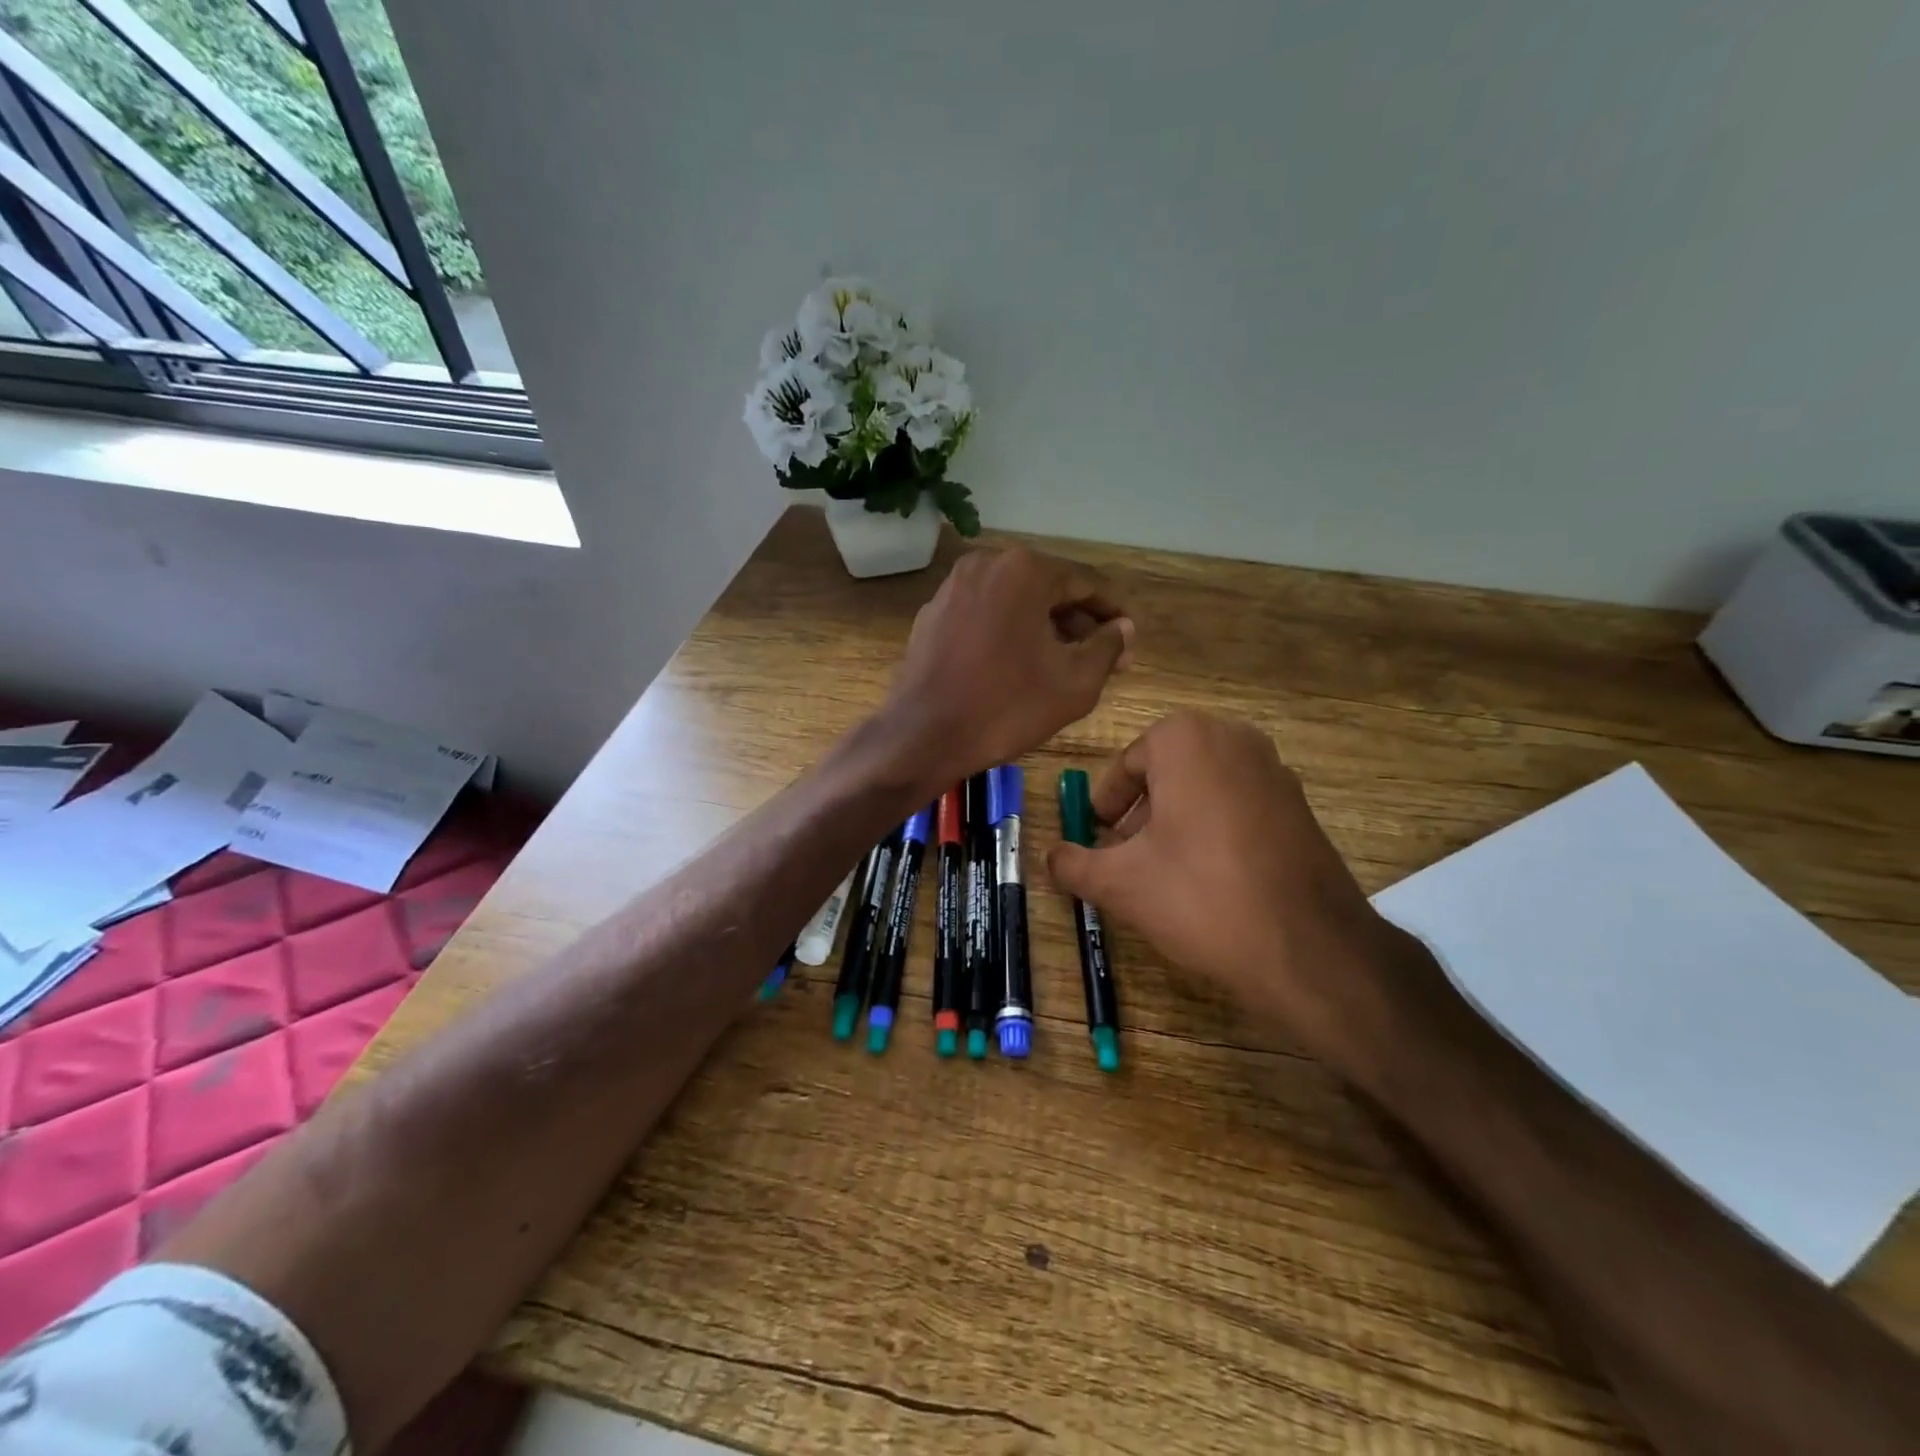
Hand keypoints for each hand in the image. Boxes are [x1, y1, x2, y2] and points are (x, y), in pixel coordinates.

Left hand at [875, 546, 1133, 790]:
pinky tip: (1019, 665)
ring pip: (1015, 601)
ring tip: (1065, 664)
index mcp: (1025, 570)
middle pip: (1048, 589)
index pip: (1086, 583)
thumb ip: (1108, 648)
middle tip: (1103, 659)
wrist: (923, 736)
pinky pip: (985, 614)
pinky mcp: (932, 613)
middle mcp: (986, 564)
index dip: (1113, 614)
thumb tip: (1124, 628)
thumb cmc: (1006, 708)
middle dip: (1078, 623)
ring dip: (1045, 628)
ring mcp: (953, 587)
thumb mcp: (1075, 683)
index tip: (1129, 641)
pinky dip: (1009, 632)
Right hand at [1047, 712, 1432, 1077]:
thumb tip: (1048, 858)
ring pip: (1204, 787)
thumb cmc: (1200, 896)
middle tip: (1124, 855)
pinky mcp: (1300, 806)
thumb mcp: (1119, 883)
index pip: (1128, 764)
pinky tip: (1208, 879)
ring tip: (1162, 871)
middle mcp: (1234, 739)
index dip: (1106, 803)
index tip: (1098, 837)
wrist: (1307, 946)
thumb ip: (1073, 864)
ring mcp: (1275, 770)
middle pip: (1167, 771)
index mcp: (1186, 740)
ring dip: (1175, 820)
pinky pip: (1239, 805)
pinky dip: (1213, 829)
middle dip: (1140, 811)